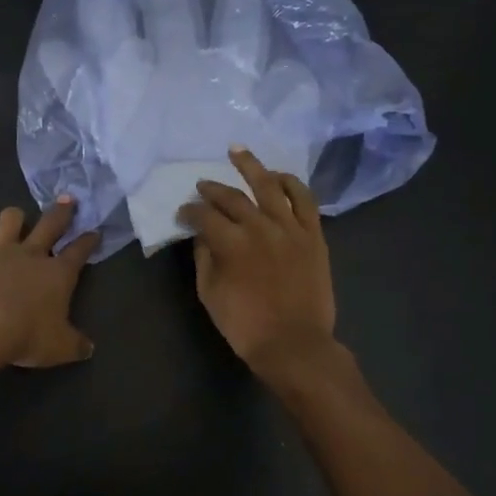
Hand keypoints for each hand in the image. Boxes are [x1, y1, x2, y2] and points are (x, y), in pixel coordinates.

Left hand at [0, 198, 99, 368]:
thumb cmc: (25, 336)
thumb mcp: (59, 348)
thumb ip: (75, 344)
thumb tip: (88, 347)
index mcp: (57, 273)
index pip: (79, 251)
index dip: (88, 241)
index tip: (95, 231)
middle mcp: (30, 255)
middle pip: (50, 224)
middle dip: (62, 211)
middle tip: (68, 199)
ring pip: (10, 221)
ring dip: (17, 217)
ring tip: (17, 217)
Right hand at [178, 147, 337, 380]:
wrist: (295, 344)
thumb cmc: (246, 325)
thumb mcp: (210, 294)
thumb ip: (204, 259)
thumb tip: (202, 235)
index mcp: (231, 244)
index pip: (204, 216)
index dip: (189, 211)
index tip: (183, 213)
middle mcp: (260, 227)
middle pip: (232, 197)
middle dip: (212, 189)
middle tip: (202, 185)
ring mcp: (290, 228)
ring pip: (269, 186)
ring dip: (250, 166)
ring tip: (237, 152)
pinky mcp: (312, 234)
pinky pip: (304, 199)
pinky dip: (291, 183)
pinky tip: (278, 176)